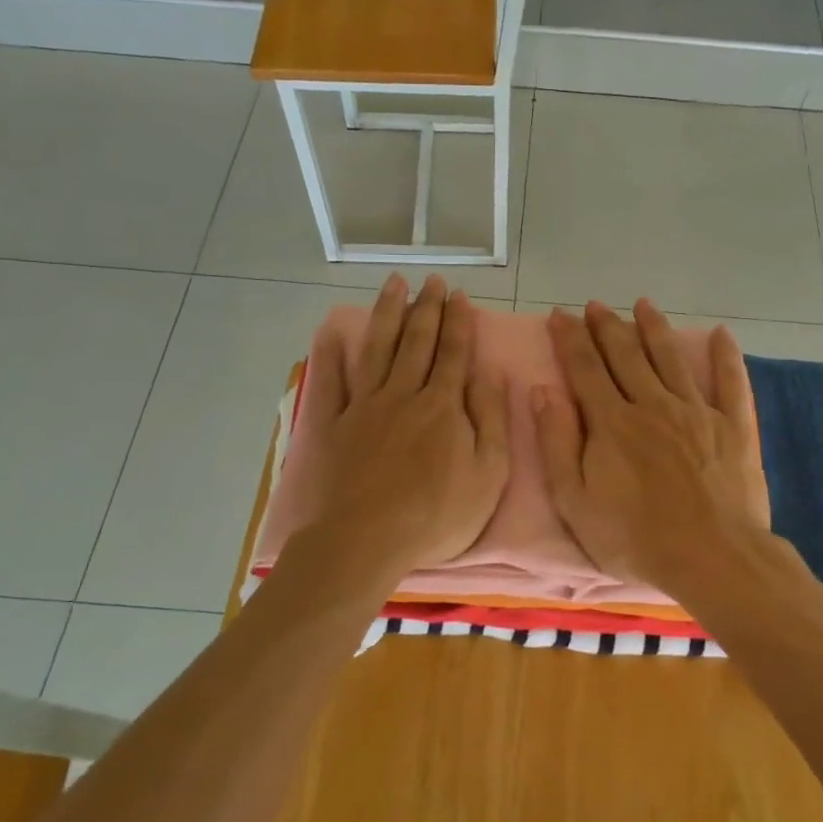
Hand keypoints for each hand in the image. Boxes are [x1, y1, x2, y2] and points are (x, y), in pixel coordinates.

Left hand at [303, 274, 510, 577]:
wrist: (367, 539)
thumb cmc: (437, 514)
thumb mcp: (488, 473)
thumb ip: (491, 419)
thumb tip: (491, 373)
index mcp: (443, 405)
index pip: (454, 353)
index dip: (459, 322)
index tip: (460, 295)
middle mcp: (403, 394)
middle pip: (417, 341)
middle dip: (427, 308)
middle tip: (432, 281)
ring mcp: (364, 406)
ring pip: (378, 349)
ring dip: (388, 314)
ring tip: (394, 285)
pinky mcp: (333, 425)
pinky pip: (332, 382)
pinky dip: (331, 355)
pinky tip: (333, 333)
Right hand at [533, 300, 768, 591]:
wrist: (710, 557)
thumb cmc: (633, 537)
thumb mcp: (574, 500)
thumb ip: (556, 442)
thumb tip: (541, 390)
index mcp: (612, 421)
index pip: (584, 368)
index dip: (569, 338)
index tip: (558, 315)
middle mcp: (652, 404)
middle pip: (625, 354)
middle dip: (607, 326)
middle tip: (595, 305)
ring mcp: (697, 411)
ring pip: (671, 358)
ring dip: (655, 328)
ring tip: (643, 304)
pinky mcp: (734, 426)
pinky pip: (731, 382)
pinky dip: (726, 356)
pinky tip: (720, 333)